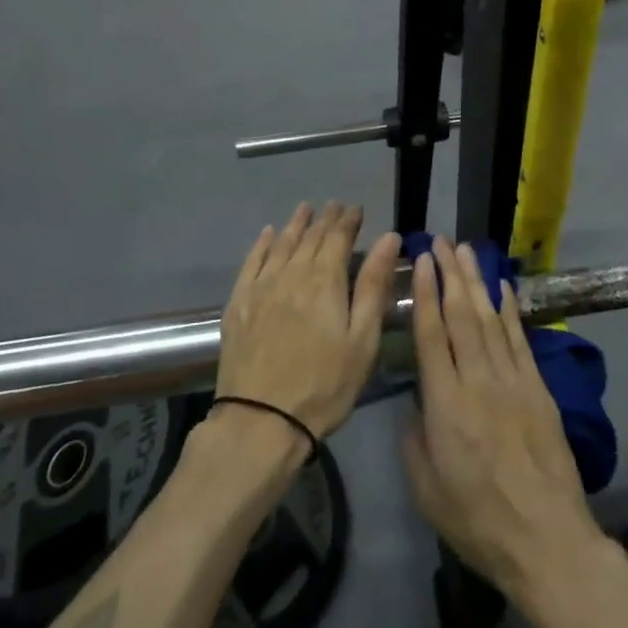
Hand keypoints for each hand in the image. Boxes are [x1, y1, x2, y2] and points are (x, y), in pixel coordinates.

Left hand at [216, 202, 401, 441]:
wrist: (261, 421)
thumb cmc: (324, 385)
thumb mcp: (362, 339)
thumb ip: (373, 285)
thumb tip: (389, 238)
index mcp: (325, 280)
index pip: (338, 238)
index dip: (348, 221)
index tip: (356, 209)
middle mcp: (291, 273)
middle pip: (310, 238)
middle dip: (325, 219)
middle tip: (333, 206)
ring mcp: (261, 287)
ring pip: (281, 244)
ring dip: (295, 225)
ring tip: (305, 209)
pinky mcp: (238, 304)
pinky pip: (251, 262)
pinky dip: (262, 244)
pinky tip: (268, 234)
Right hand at [401, 240, 606, 600]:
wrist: (547, 540)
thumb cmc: (478, 521)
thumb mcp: (427, 490)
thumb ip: (414, 440)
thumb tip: (414, 403)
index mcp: (446, 404)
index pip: (432, 334)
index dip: (425, 294)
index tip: (420, 261)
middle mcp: (478, 381)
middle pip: (462, 315)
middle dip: (449, 274)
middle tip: (440, 241)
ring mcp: (513, 381)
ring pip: (491, 318)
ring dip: (476, 281)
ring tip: (465, 251)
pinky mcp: (539, 388)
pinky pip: (521, 339)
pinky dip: (511, 309)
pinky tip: (503, 287)